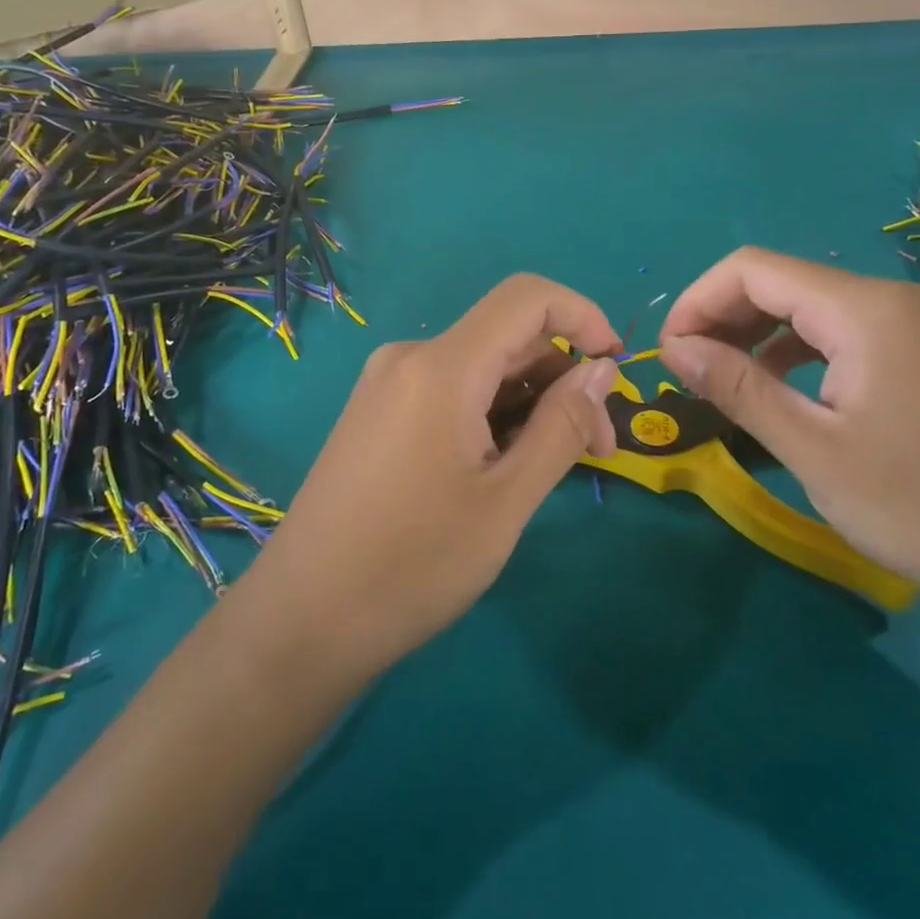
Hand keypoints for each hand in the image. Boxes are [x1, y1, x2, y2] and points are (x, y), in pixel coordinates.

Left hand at [236, 274, 621, 681]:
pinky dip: (492, 415)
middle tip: (597, 451)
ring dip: (530, 403)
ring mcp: (387, 386)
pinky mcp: (377, 414)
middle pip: (508, 338)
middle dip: (564, 379)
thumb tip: (602, 368)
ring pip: (481, 368)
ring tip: (554, 468)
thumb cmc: (413, 565)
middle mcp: (410, 358)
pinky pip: (451, 391)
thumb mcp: (506, 500)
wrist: (302, 620)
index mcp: (441, 366)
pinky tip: (504, 468)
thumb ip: (561, 426)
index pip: (526, 298)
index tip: (617, 368)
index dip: (583, 316)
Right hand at [658, 248, 919, 602]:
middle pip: (781, 282)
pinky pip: (842, 331)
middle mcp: (889, 299)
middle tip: (688, 371)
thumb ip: (739, 388)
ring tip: (724, 381)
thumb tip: (675, 348)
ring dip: (757, 335)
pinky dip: (797, 350)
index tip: (669, 351)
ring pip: (811, 307)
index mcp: (862, 309)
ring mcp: (913, 323)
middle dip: (723, 317)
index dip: (698, 301)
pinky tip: (783, 389)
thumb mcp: (814, 449)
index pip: (752, 270)